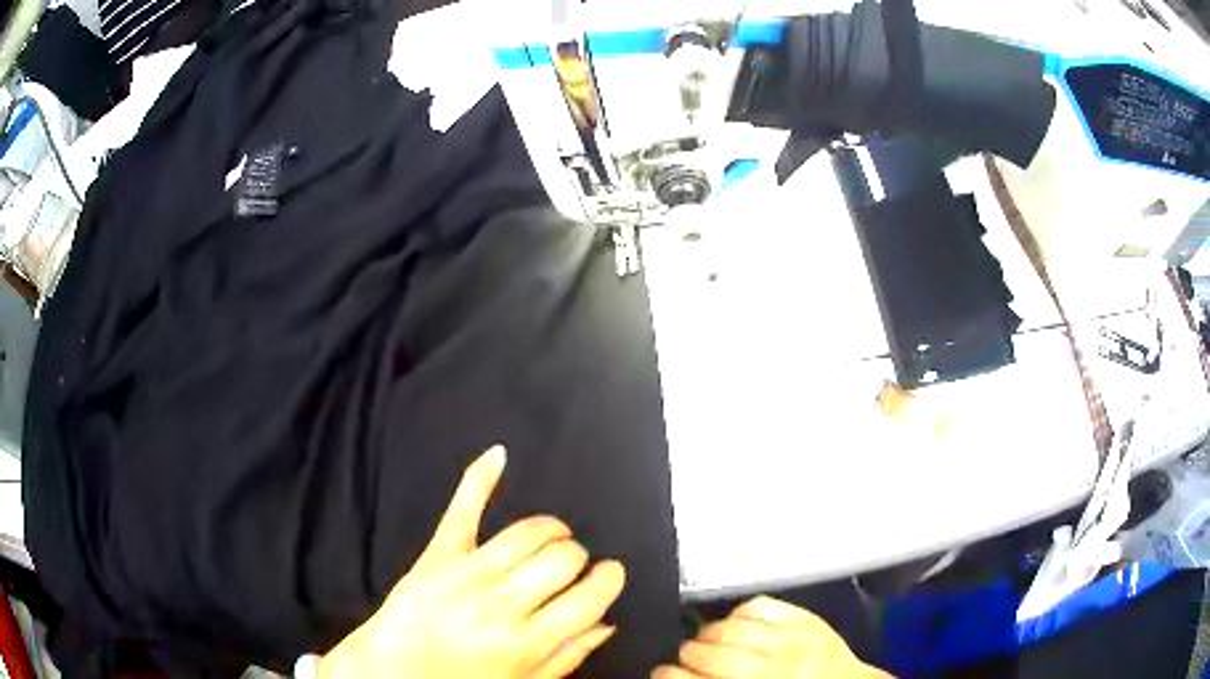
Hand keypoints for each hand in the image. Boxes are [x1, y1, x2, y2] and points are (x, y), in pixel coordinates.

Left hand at [318, 445, 625, 678]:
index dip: (608, 581)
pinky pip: (462, 510)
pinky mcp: (438, 554)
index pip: (586, 600)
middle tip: (572, 566)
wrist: (393, 670)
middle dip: (578, 558)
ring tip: (555, 537)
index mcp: (523, 643)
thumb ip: (568, 655)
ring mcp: (466, 574)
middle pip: (561, 559)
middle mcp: (498, 605)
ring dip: (552, 530)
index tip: (612, 573)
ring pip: (527, 533)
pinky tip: (499, 455)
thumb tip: (606, 622)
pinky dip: (480, 479)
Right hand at [653, 596, 891, 678]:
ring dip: (710, 633)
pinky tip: (740, 624)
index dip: (667, 674)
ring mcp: (790, 641)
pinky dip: (742, 612)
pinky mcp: (805, 619)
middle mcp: (769, 669)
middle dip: (688, 653)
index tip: (661, 672)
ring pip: (729, 627)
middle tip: (686, 657)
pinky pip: (760, 605)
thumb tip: (679, 674)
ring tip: (710, 640)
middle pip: (706, 652)